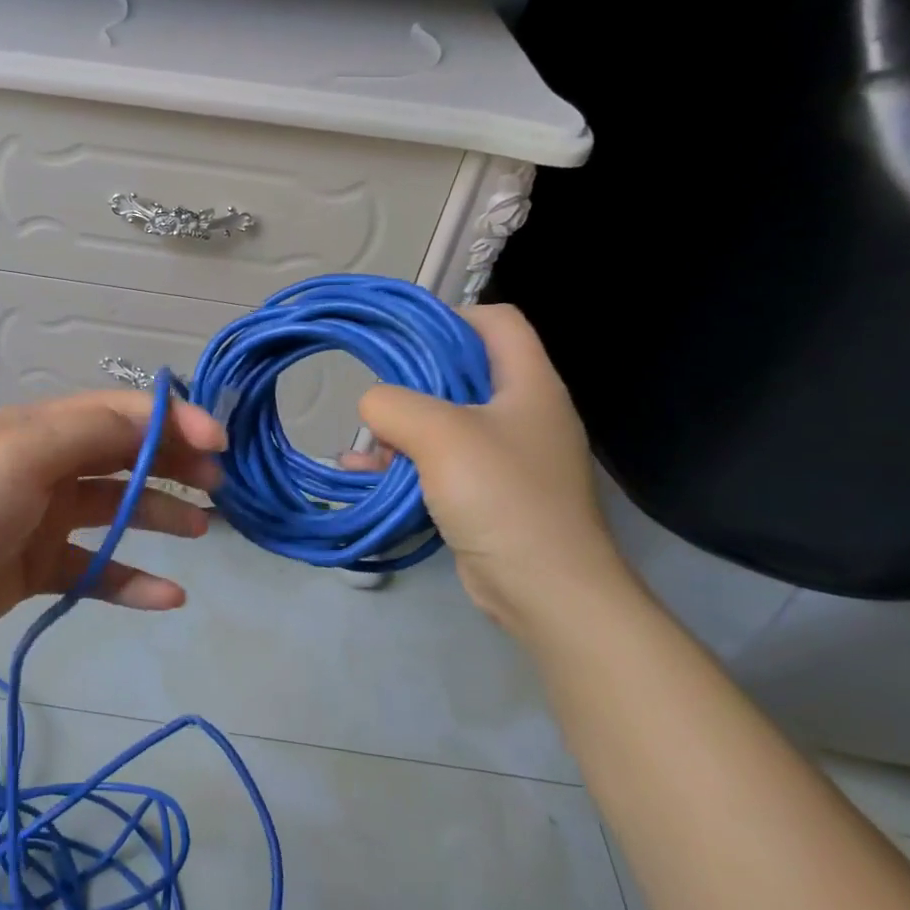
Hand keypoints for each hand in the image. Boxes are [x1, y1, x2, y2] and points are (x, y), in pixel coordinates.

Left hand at [0, 392, 225, 658]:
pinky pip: (94, 569)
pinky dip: (130, 580)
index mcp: (40, 429)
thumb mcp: (21, 455)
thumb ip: (89, 432)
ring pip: (114, 510)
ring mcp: (41, 519)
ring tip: (203, 527)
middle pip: (121, 457)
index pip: (117, 414)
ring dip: (158, 515)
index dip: (170, 421)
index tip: (218, 442)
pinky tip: (168, 597)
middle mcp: (45, 466)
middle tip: (218, 483)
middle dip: (171, 463)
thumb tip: (152, 419)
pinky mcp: (36, 568)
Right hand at [352, 304, 629, 637]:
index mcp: (528, 384)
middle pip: (463, 371)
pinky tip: (364, 473)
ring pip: (444, 420)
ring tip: (363, 445)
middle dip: (412, 380)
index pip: (496, 322)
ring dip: (400, 428)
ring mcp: (507, 455)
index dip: (450, 318)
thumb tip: (372, 404)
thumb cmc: (502, 496)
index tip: (402, 337)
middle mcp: (522, 412)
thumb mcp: (440, 435)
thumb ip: (393, 404)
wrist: (546, 591)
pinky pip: (439, 462)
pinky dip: (404, 462)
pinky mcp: (488, 492)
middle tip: (375, 394)